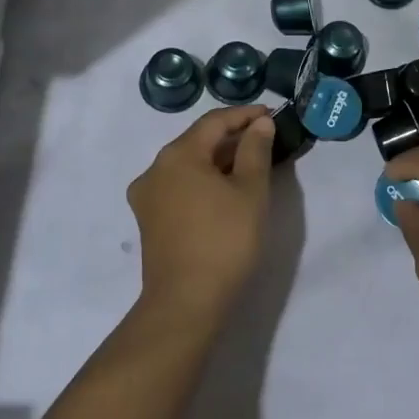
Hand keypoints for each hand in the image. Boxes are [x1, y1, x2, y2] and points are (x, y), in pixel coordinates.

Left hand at [126, 105, 274, 322]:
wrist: (185, 303)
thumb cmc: (224, 241)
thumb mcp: (251, 191)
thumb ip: (256, 150)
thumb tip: (259, 124)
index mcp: (178, 154)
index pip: (215, 121)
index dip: (245, 115)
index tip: (271, 115)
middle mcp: (155, 168)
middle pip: (198, 141)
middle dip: (231, 138)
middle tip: (264, 140)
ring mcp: (147, 195)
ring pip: (187, 164)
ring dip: (217, 160)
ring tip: (248, 165)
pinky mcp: (148, 219)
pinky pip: (179, 186)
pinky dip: (202, 181)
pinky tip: (223, 191)